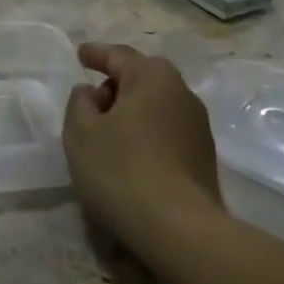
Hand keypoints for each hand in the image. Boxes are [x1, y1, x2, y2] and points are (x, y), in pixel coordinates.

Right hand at [62, 42, 221, 253]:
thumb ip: (79, 103)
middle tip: (91, 99)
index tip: (80, 54)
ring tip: (107, 132)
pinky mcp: (203, 156)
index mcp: (152, 77)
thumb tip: (91, 92)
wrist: (180, 229)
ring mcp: (198, 126)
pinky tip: (130, 155)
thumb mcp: (80, 132)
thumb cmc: (121, 170)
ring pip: (156, 105)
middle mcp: (181, 93)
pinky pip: (166, 130)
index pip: (118, 55)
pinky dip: (146, 132)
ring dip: (131, 111)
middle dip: (115, 83)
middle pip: (142, 77)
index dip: (95, 54)